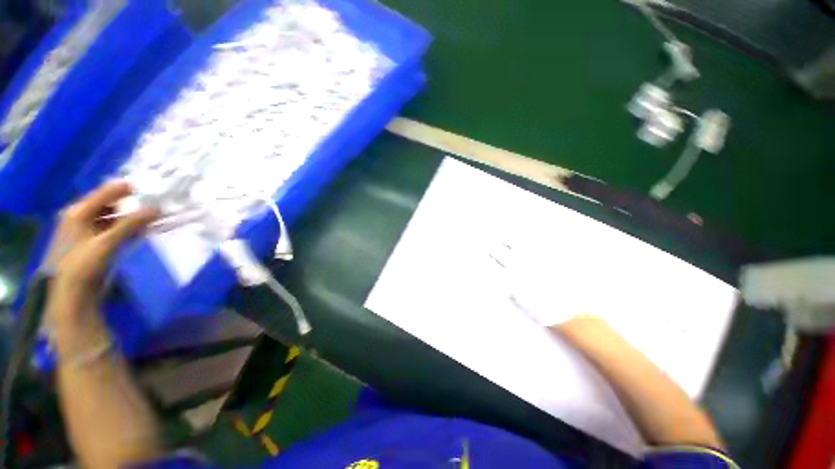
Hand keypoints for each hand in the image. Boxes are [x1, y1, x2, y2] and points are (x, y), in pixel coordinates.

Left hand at [46, 181, 157, 315]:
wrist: (70, 296)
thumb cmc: (83, 265)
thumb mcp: (107, 243)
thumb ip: (131, 224)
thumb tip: (157, 208)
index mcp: (77, 212)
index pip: (105, 193)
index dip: (126, 190)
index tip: (149, 188)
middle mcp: (78, 218)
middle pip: (107, 205)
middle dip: (129, 205)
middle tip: (151, 206)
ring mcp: (83, 232)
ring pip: (109, 218)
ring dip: (128, 219)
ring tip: (148, 221)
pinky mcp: (89, 245)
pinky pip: (109, 230)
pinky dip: (124, 229)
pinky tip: (137, 233)